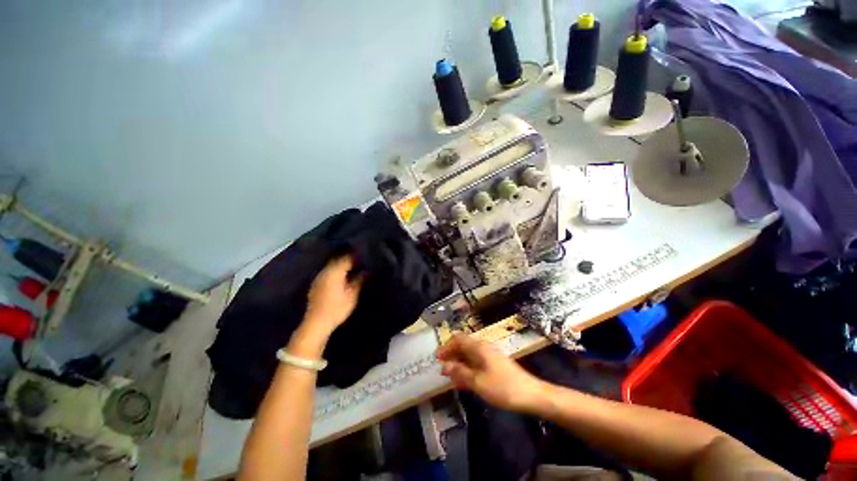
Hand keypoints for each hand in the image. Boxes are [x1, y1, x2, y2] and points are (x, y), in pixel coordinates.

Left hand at [304, 255, 363, 335]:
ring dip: (342, 264)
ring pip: (332, 265)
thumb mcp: (352, 295)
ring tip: (353, 267)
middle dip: (349, 258)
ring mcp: (319, 277)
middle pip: (338, 259)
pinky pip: (328, 271)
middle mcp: (325, 271)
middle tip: (361, 260)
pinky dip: (336, 270)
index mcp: (335, 272)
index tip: (366, 255)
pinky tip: (342, 276)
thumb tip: (367, 271)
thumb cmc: (337, 309)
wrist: (316, 323)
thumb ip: (359, 280)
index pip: (347, 258)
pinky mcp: (316, 283)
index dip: (357, 256)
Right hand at [436, 334, 545, 412]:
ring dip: (458, 363)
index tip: (437, 358)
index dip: (446, 346)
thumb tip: (445, 366)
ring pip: (469, 356)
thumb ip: (460, 372)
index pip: (458, 339)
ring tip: (449, 376)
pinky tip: (463, 381)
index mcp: (478, 347)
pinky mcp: (495, 365)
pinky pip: (476, 363)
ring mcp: (490, 356)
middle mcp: (483, 347)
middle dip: (451, 355)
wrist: (531, 394)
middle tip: (441, 368)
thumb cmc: (502, 387)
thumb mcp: (478, 382)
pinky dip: (467, 369)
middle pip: (463, 346)